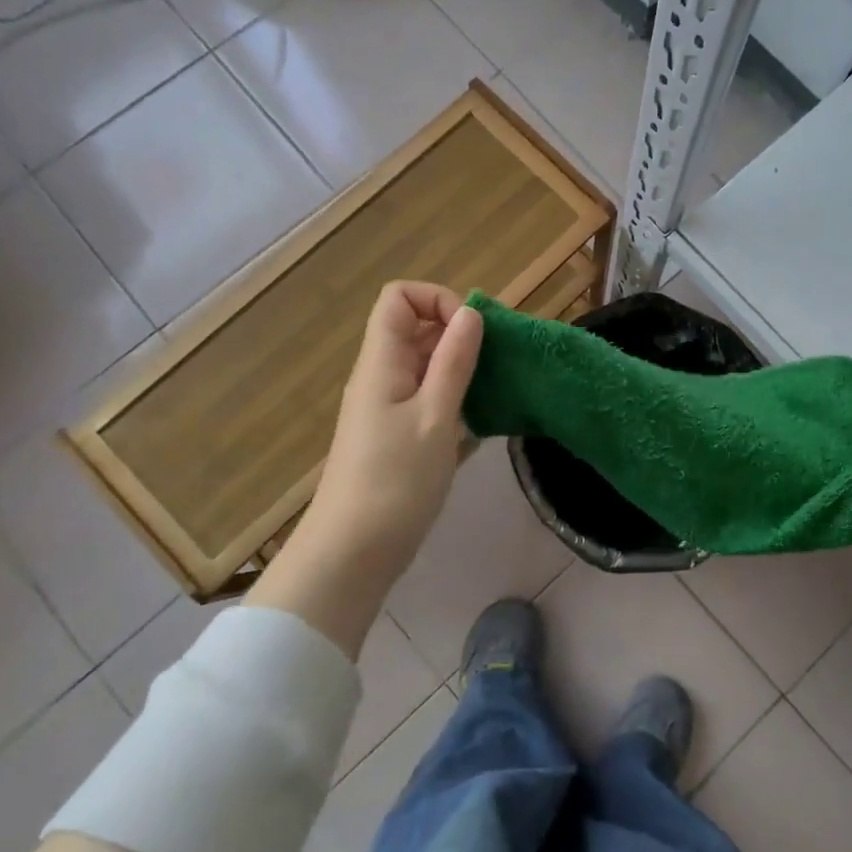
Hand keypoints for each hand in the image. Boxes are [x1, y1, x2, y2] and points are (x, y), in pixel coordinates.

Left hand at [295, 281, 483, 580]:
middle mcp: (382, 377)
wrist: (353, 553)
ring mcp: (388, 408)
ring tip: (496, 391)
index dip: (438, 300)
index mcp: (382, 363)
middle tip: (498, 363)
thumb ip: (454, 363)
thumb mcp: (434, 417)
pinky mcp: (398, 436)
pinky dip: (456, 400)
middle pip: (416, 329)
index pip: (399, 298)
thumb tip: (471, 313)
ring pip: (426, 366)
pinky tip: (482, 423)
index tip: (472, 332)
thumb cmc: (395, 482)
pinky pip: (428, 398)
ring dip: (462, 369)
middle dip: (459, 335)